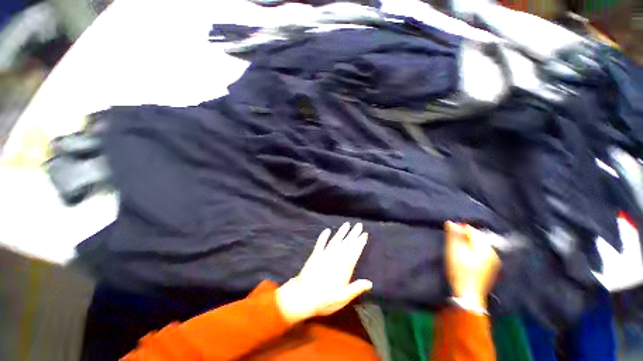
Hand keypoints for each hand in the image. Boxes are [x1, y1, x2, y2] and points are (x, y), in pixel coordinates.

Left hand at [276, 222, 372, 323]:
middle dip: (354, 233)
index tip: (365, 234)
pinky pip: (321, 242)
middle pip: (347, 243)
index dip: (360, 242)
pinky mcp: (315, 254)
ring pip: (336, 240)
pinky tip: (327, 230)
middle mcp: (336, 257)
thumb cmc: (325, 299)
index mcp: (345, 266)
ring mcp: (325, 254)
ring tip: (347, 224)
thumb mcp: (344, 297)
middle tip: (359, 225)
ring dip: (342, 231)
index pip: (355, 251)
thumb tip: (370, 283)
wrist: (304, 295)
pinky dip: (324, 236)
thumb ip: (356, 288)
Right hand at [445, 221, 500, 310]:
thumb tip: (451, 222)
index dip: (459, 231)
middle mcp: (493, 253)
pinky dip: (471, 253)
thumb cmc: (460, 271)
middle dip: (463, 239)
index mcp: (485, 247)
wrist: (468, 295)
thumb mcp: (454, 250)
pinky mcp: (489, 269)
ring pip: (477, 246)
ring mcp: (493, 262)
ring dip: (467, 246)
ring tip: (457, 253)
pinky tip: (464, 260)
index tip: (450, 238)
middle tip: (452, 246)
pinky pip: (480, 254)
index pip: (471, 230)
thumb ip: (453, 235)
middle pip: (475, 238)